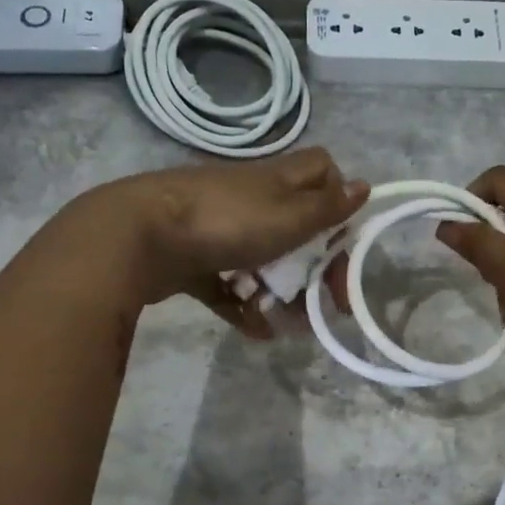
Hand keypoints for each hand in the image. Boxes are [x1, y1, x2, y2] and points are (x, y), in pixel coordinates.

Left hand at [76, 148, 367, 338]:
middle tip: (328, 302)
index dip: (337, 199)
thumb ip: (328, 208)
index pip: (321, 172)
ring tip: (290, 325)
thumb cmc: (227, 224)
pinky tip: (257, 332)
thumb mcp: (289, 217)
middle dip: (315, 266)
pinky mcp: (192, 259)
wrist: (139, 237)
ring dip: (281, 292)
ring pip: (263, 259)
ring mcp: (218, 229)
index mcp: (277, 181)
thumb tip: (365, 187)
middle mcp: (250, 199)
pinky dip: (244, 306)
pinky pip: (227, 284)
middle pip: (296, 227)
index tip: (342, 238)